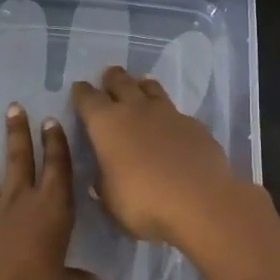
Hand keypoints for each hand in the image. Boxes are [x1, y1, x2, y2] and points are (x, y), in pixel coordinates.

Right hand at [70, 65, 249, 245]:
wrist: (200, 202)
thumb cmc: (143, 202)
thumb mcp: (110, 200)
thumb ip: (104, 181)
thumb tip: (104, 174)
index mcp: (106, 124)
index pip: (87, 98)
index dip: (81, 93)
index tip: (79, 90)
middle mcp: (135, 110)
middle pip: (121, 82)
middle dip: (112, 78)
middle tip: (109, 77)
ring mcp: (168, 114)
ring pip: (151, 88)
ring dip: (142, 86)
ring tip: (140, 88)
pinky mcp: (195, 125)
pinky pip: (176, 112)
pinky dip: (169, 115)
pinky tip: (171, 127)